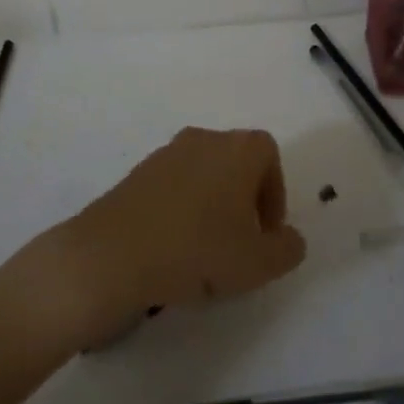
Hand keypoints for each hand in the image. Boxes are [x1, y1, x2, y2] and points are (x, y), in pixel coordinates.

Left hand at [62, 127, 306, 336]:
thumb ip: (286, 249)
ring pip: (203, 175)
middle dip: (243, 201)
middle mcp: (204, 139)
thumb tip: (290, 239)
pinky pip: (172, 188)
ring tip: (205, 253)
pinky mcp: (137, 174)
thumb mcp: (258, 263)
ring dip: (211, 207)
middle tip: (239, 244)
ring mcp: (166, 153)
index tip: (266, 232)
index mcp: (238, 149)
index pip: (269, 155)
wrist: (112, 255)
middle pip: (235, 162)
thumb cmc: (197, 250)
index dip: (274, 193)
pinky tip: (173, 250)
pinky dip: (180, 211)